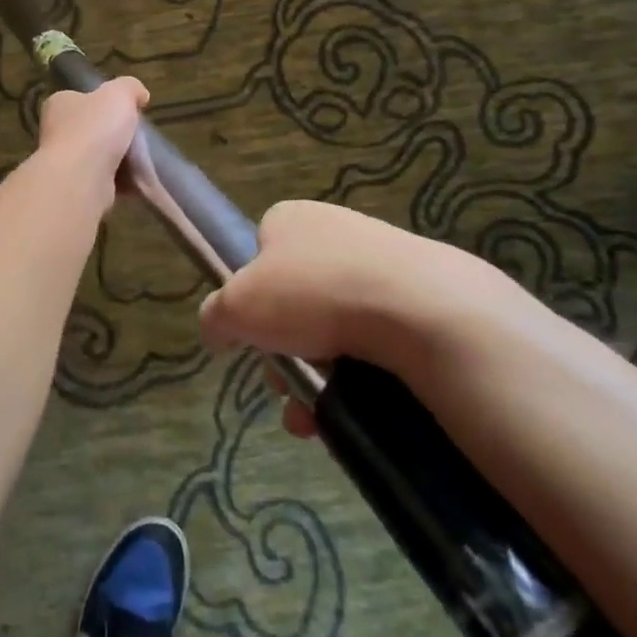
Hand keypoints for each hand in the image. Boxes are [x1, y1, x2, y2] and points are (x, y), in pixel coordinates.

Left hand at [36, 77, 148, 194]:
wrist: (81, 178)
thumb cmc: (95, 128)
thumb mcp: (119, 93)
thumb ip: (129, 87)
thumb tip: (140, 95)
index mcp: (59, 104)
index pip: (81, 98)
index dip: (104, 103)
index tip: (126, 110)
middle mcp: (55, 132)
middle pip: (92, 129)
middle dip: (114, 134)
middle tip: (137, 136)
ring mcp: (64, 163)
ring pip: (99, 157)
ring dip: (119, 160)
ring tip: (141, 160)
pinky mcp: (77, 188)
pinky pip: (105, 181)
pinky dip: (121, 182)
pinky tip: (137, 181)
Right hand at [200, 200, 517, 432]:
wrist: (421, 311)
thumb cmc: (312, 295)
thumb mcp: (236, 307)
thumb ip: (214, 316)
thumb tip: (217, 330)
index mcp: (290, 219)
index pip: (259, 256)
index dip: (251, 301)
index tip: (255, 339)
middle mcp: (334, 230)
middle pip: (294, 299)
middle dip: (284, 351)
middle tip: (284, 387)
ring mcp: (381, 261)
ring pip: (334, 326)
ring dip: (317, 374)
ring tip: (315, 417)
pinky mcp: (421, 295)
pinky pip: (377, 339)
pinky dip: (360, 374)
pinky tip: (355, 408)